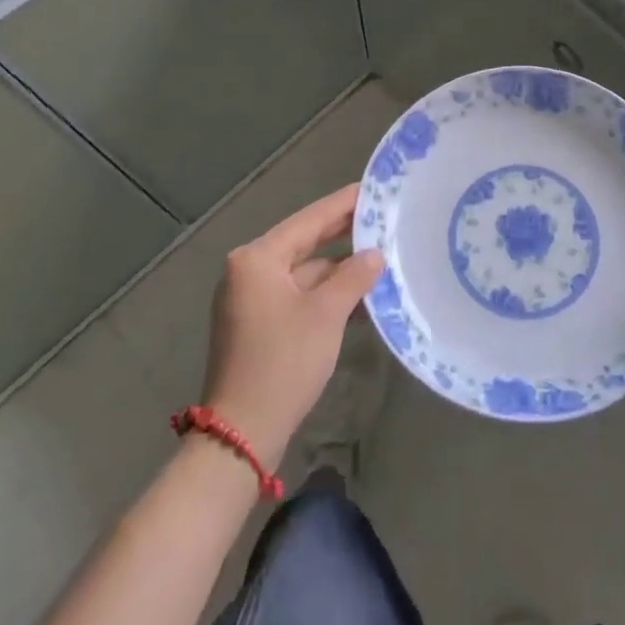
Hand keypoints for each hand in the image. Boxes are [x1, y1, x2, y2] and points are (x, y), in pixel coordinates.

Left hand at [201, 184, 383, 465]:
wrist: (241, 435)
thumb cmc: (283, 362)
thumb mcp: (326, 314)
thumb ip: (354, 276)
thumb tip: (375, 255)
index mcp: (258, 259)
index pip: (310, 219)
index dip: (344, 204)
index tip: (374, 188)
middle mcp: (249, 271)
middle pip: (305, 242)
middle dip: (344, 235)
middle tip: (383, 218)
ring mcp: (251, 300)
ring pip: (304, 272)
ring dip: (339, 270)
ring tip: (382, 258)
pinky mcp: (258, 325)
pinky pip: (298, 296)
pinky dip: (326, 294)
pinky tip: (360, 296)